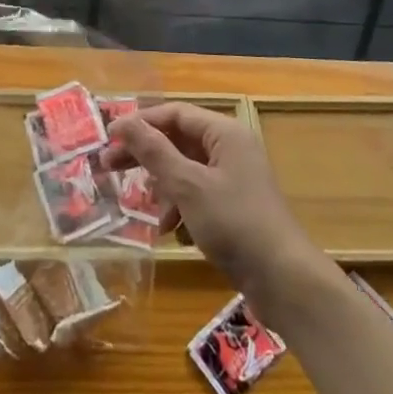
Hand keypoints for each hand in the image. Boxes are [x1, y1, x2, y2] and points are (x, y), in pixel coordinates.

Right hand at [101, 103, 326, 309]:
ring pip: (186, 172)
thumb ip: (154, 152)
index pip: (175, 114)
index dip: (140, 123)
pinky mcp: (235, 208)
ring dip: (164, 190)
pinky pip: (198, 196)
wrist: (283, 280)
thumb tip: (123, 122)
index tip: (108, 138)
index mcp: (224, 133)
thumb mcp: (188, 185)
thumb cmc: (234, 222)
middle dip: (146, 157)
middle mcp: (230, 149)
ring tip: (151, 216)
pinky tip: (172, 232)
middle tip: (109, 168)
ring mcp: (235, 179)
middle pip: (178, 142)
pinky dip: (181, 209)